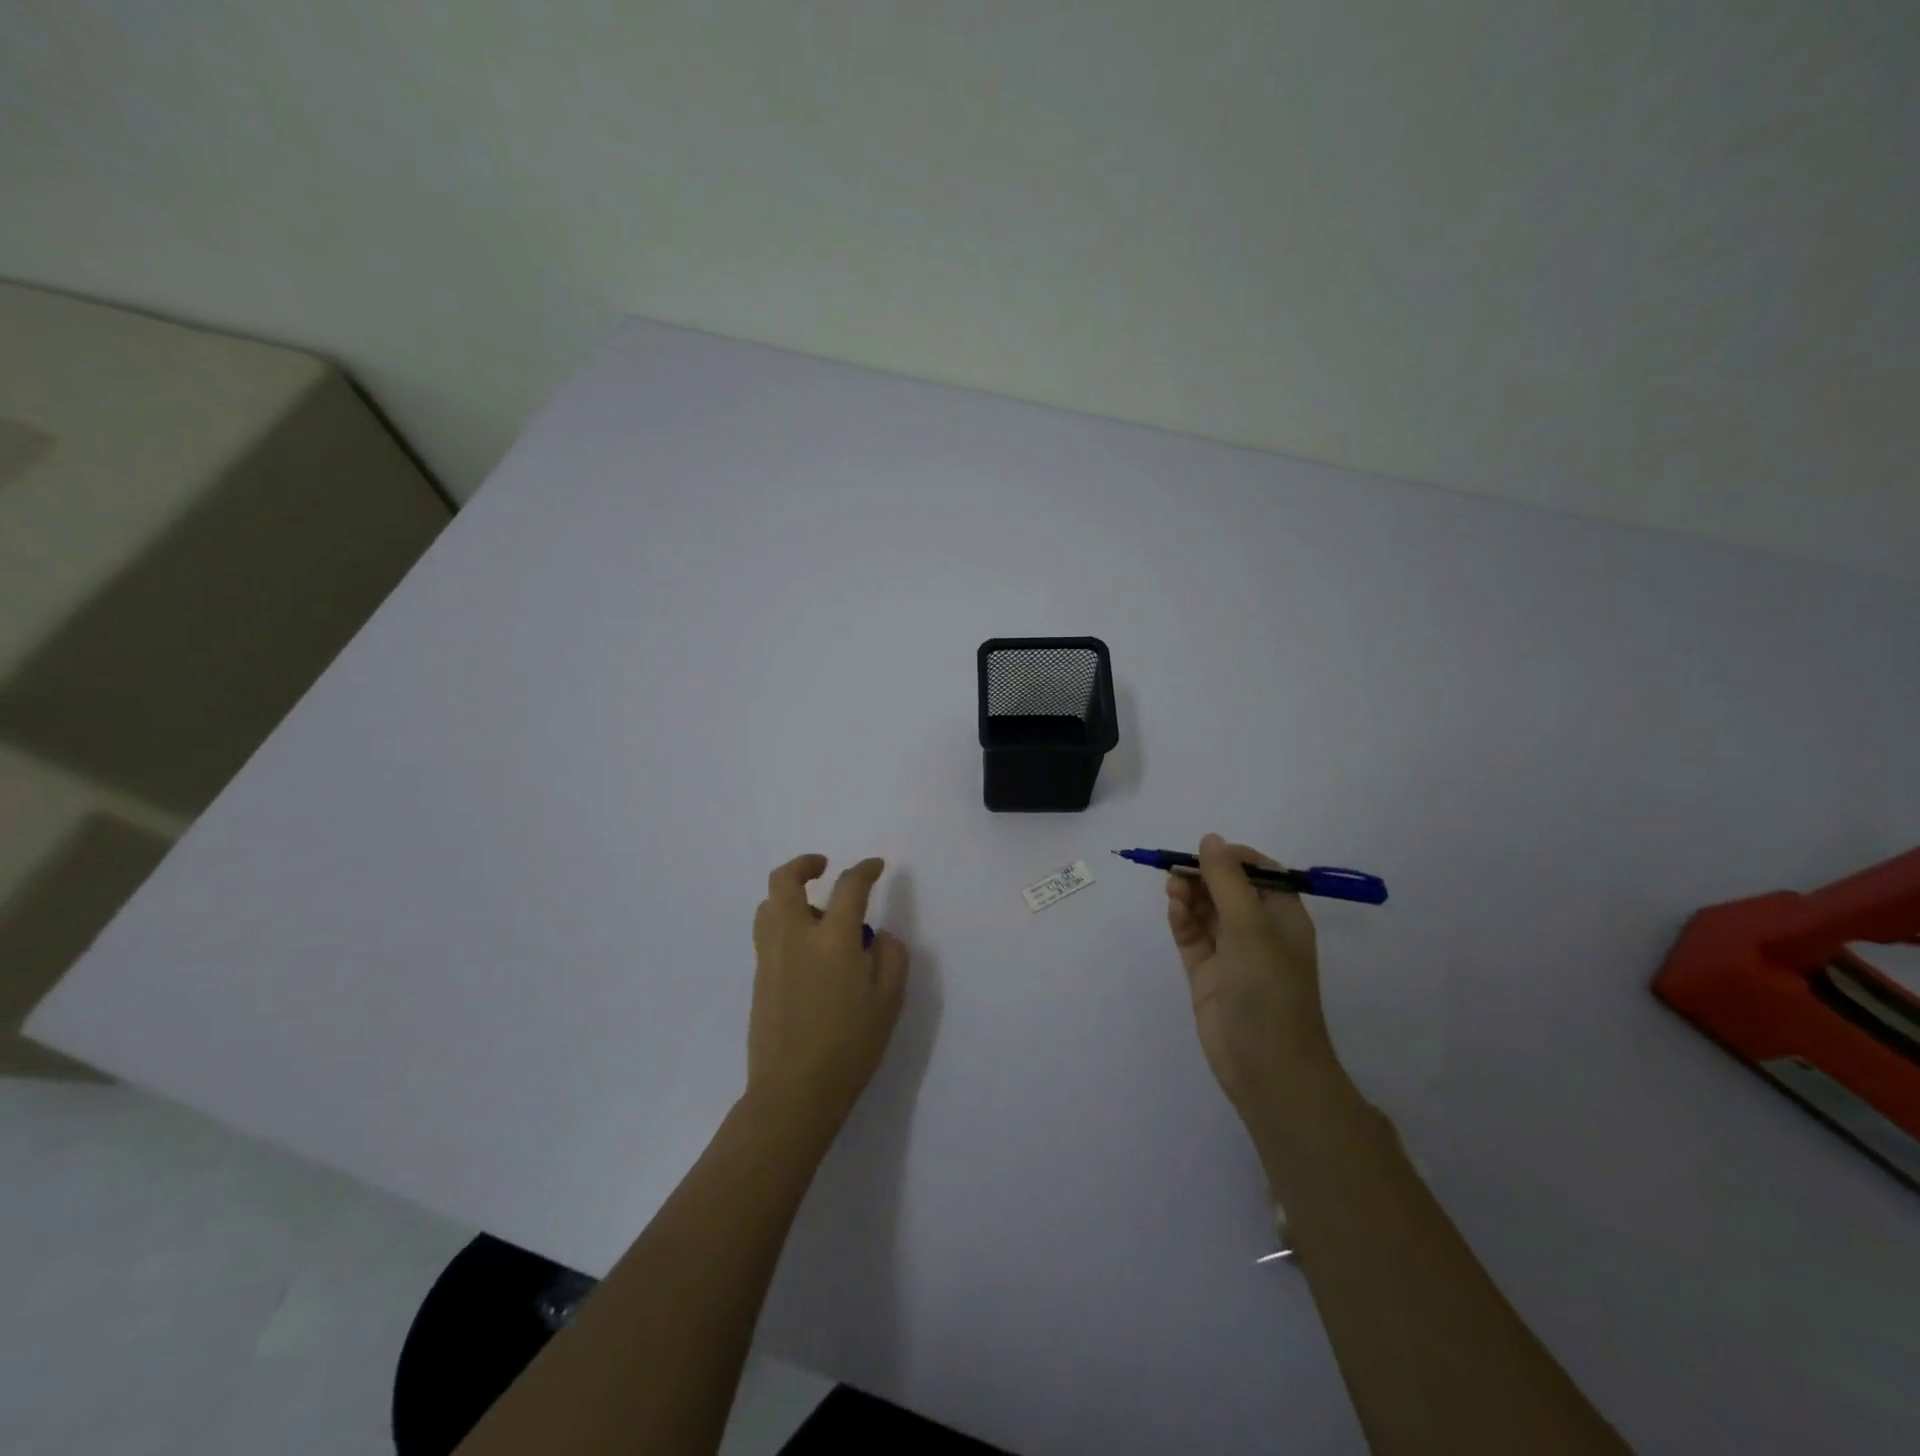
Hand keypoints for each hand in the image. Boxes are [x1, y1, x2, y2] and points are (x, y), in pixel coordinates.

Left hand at [748, 854, 908, 1130]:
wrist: (793, 1092)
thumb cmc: (850, 1046)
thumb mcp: (889, 1002)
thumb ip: (891, 957)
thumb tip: (879, 936)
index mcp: (833, 940)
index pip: (848, 886)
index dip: (865, 870)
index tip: (876, 867)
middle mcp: (795, 937)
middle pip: (785, 881)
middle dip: (804, 864)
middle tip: (823, 866)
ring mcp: (771, 957)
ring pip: (768, 905)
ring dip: (790, 895)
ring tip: (815, 911)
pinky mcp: (759, 977)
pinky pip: (767, 932)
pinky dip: (784, 922)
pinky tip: (807, 949)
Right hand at [1166, 834, 1330, 1124]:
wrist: (1266, 1065)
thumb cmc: (1268, 986)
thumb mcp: (1250, 925)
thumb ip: (1227, 879)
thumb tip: (1210, 839)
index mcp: (1282, 915)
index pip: (1257, 871)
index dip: (1229, 858)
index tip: (1203, 854)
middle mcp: (1258, 929)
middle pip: (1225, 887)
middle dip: (1202, 875)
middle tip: (1177, 872)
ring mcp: (1231, 952)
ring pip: (1205, 909)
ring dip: (1189, 894)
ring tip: (1173, 890)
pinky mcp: (1207, 973)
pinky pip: (1192, 935)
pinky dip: (1182, 919)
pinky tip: (1175, 910)